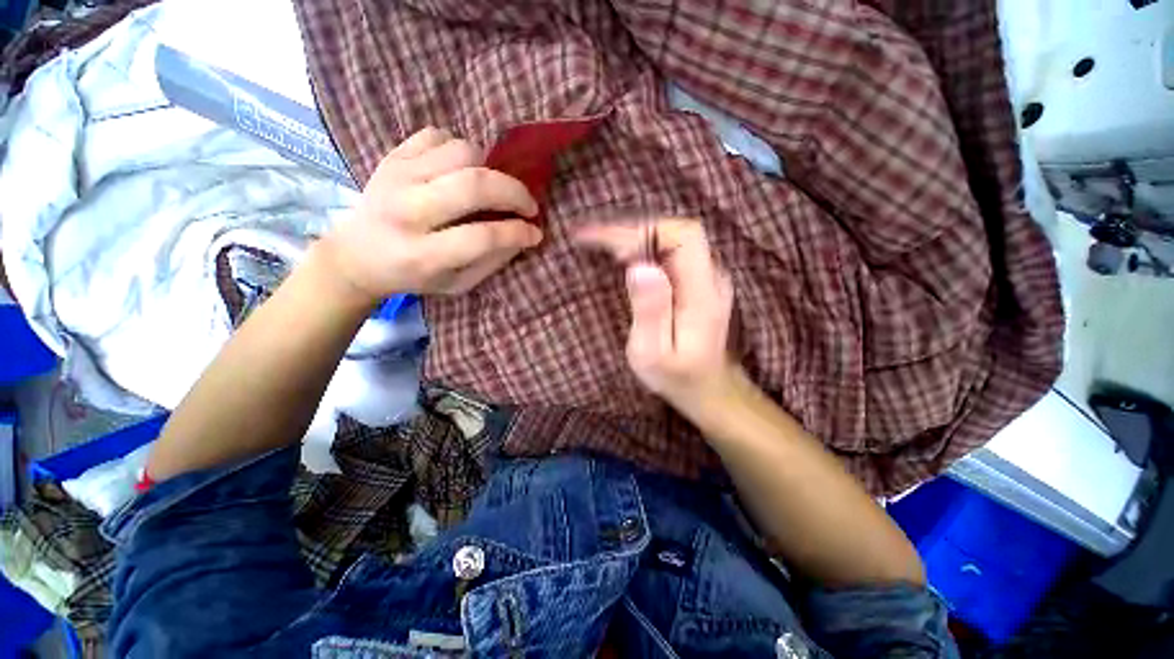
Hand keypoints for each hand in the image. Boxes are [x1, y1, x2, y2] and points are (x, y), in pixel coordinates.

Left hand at [317, 127, 542, 305]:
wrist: (356, 254)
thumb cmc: (413, 277)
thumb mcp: (456, 284)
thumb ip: (491, 262)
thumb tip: (524, 236)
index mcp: (423, 254)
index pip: (482, 236)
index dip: (518, 232)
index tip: (535, 232)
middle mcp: (407, 211)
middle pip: (474, 185)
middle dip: (514, 192)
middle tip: (528, 205)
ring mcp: (396, 177)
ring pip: (460, 152)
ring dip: (489, 168)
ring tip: (492, 187)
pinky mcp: (391, 156)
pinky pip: (437, 136)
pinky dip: (460, 150)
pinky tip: (461, 171)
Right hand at [575, 219, 737, 410]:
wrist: (709, 388)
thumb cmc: (678, 377)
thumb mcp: (653, 353)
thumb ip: (650, 311)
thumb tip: (639, 266)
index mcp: (701, 292)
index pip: (682, 237)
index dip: (642, 233)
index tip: (605, 245)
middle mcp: (711, 277)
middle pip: (677, 232)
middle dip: (634, 231)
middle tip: (596, 239)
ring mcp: (708, 277)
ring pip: (674, 238)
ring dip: (638, 236)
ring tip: (603, 243)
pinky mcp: (699, 282)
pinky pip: (672, 251)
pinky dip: (645, 247)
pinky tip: (625, 255)